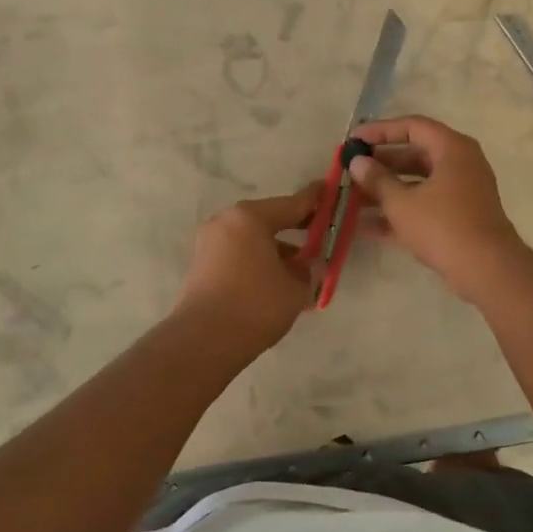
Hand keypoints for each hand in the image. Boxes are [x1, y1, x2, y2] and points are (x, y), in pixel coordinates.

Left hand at [175, 188, 319, 349]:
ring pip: (253, 240)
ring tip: (301, 271)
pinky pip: (239, 255)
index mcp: (249, 218)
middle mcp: (226, 222)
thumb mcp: (296, 287)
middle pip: (269, 220)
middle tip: (321, 234)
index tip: (330, 189)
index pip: (291, 204)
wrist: (205, 341)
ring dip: (277, 250)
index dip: (315, 200)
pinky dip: (259, 262)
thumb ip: (308, 270)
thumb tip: (309, 265)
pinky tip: (277, 283)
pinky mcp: (202, 266)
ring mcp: (210, 244)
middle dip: (296, 229)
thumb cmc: (256, 305)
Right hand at [348, 116, 527, 302]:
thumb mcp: (402, 203)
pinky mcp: (460, 217)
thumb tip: (357, 162)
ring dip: (387, 190)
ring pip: (418, 183)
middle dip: (381, 164)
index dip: (380, 131)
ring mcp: (462, 191)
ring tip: (352, 199)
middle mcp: (460, 163)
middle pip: (415, 154)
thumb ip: (376, 180)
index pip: (412, 126)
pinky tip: (367, 227)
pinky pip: (425, 205)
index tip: (353, 140)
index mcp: (451, 148)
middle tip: (351, 170)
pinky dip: (401, 212)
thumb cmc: (443, 226)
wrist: (487, 270)